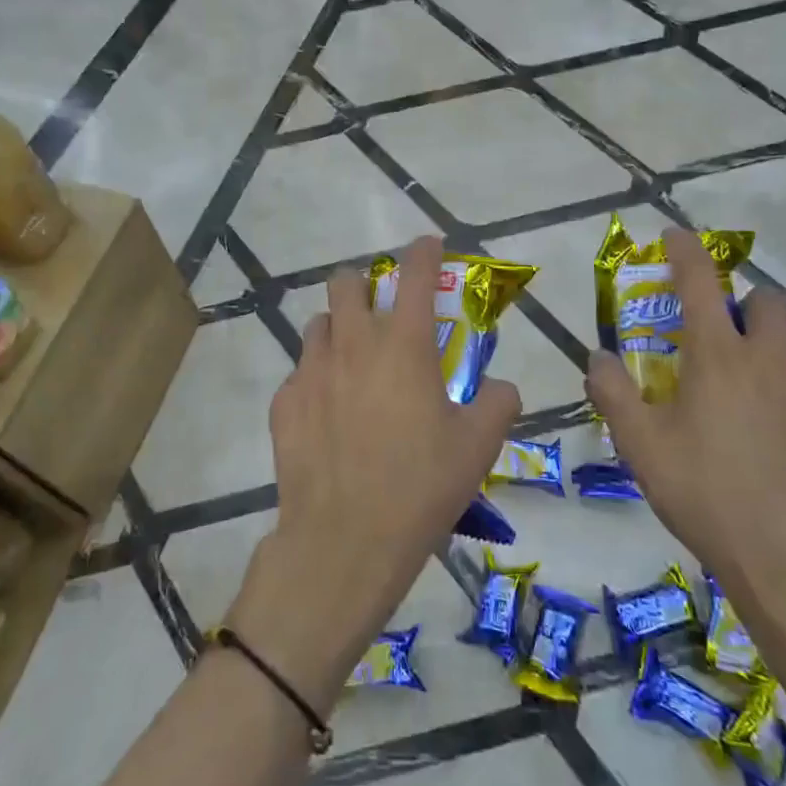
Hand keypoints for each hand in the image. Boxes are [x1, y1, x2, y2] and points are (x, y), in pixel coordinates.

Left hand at [226, 236, 520, 711]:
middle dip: (364, 285)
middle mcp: (353, 344)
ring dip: (338, 329)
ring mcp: (311, 371)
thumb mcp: (478, 446)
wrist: (345, 540)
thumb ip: (497, 403)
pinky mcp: (284, 403)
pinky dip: (317, 379)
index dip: (424, 251)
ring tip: (354, 362)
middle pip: (345, 282)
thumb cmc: (420, 486)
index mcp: (403, 345)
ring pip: (318, 323)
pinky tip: (328, 413)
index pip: (415, 275)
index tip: (429, 245)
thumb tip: (501, 387)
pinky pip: (299, 373)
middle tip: (382, 313)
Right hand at [585, 228, 785, 615]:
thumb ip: (612, 393)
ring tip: (752, 375)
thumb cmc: (707, 494)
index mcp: (718, 356)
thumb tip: (597, 357)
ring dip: (775, 339)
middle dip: (741, 301)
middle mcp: (771, 359)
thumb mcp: (640, 446)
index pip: (699, 282)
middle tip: (717, 332)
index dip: (684, 251)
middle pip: (766, 299)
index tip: (674, 235)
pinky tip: (781, 431)